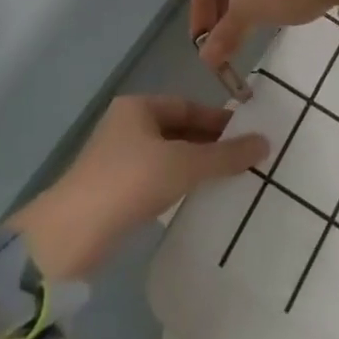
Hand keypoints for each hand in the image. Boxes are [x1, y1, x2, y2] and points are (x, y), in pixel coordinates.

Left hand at [8, 96, 267, 280]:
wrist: (72, 233)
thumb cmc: (131, 181)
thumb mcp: (184, 164)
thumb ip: (225, 155)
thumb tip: (265, 142)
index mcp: (138, 107)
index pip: (188, 105)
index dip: (219, 119)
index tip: (249, 135)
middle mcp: (126, 125)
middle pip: (178, 129)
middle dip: (210, 143)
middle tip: (245, 160)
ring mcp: (118, 158)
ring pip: (167, 155)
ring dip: (195, 165)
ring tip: (228, 179)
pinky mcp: (114, 189)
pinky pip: (156, 177)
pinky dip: (178, 183)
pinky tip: (196, 198)